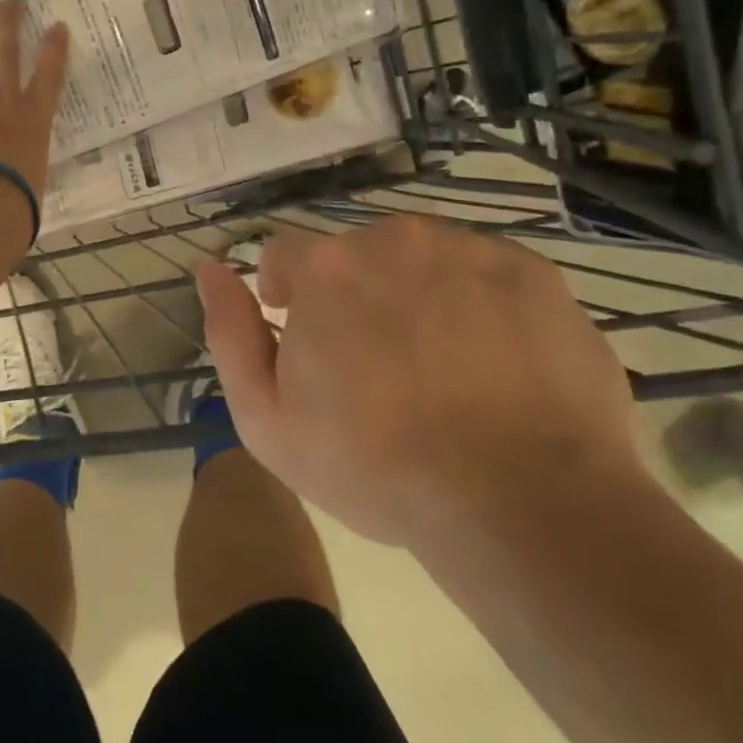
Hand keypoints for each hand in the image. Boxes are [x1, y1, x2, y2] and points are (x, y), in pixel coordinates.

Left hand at [0, 0, 69, 201]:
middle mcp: (3, 98)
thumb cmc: (17, 199)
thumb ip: (25, 169)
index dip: (54, 49)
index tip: (57, 27)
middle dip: (5, 22)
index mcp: (33, 118)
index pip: (50, 75)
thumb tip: (20, 181)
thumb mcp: (32, 179)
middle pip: (5, 50)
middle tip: (4, 3)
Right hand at [195, 216, 642, 555]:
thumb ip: (229, 332)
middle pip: (356, 254)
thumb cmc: (376, 467)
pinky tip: (491, 362)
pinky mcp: (534, 273)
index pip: (285, 255)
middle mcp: (394, 238)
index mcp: (326, 267)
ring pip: (420, 258)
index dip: (288, 297)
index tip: (308, 344)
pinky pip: (485, 272)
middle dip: (354, 295)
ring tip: (439, 366)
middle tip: (379, 367)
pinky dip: (478, 303)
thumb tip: (209, 268)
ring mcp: (470, 250)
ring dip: (415, 293)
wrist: (522, 505)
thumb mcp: (266, 419)